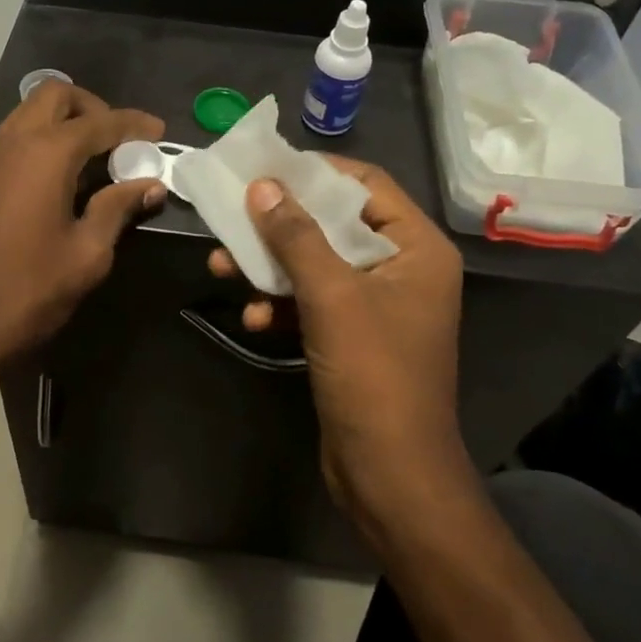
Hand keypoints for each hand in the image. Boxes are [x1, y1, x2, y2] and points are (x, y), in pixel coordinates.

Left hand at [0, 83, 165, 389]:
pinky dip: (37, 142)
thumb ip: (118, 208)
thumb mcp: (87, 253)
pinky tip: (53, 180)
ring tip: (89, 160)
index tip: (158, 132)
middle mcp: (11, 141)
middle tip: (117, 141)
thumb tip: (149, 185)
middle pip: (55, 95)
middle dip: (92, 108)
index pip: (100, 121)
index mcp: (45, 154)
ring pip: (27, 114)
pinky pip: (9, 139)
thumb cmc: (29, 291)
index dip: (134, 124)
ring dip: (62, 122)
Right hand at [208, 158, 465, 520]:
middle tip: (235, 214)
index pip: (367, 184)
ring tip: (223, 266)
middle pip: (335, 223)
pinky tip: (252, 317)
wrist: (390, 475)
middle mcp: (403, 268)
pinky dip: (282, 304)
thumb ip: (296, 236)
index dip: (316, 172)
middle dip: (281, 224)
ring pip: (317, 264)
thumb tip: (262, 186)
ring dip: (272, 266)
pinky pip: (314, 302)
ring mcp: (378, 304)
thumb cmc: (373, 373)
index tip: (266, 166)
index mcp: (417, 248)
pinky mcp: (355, 335)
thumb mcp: (331, 296)